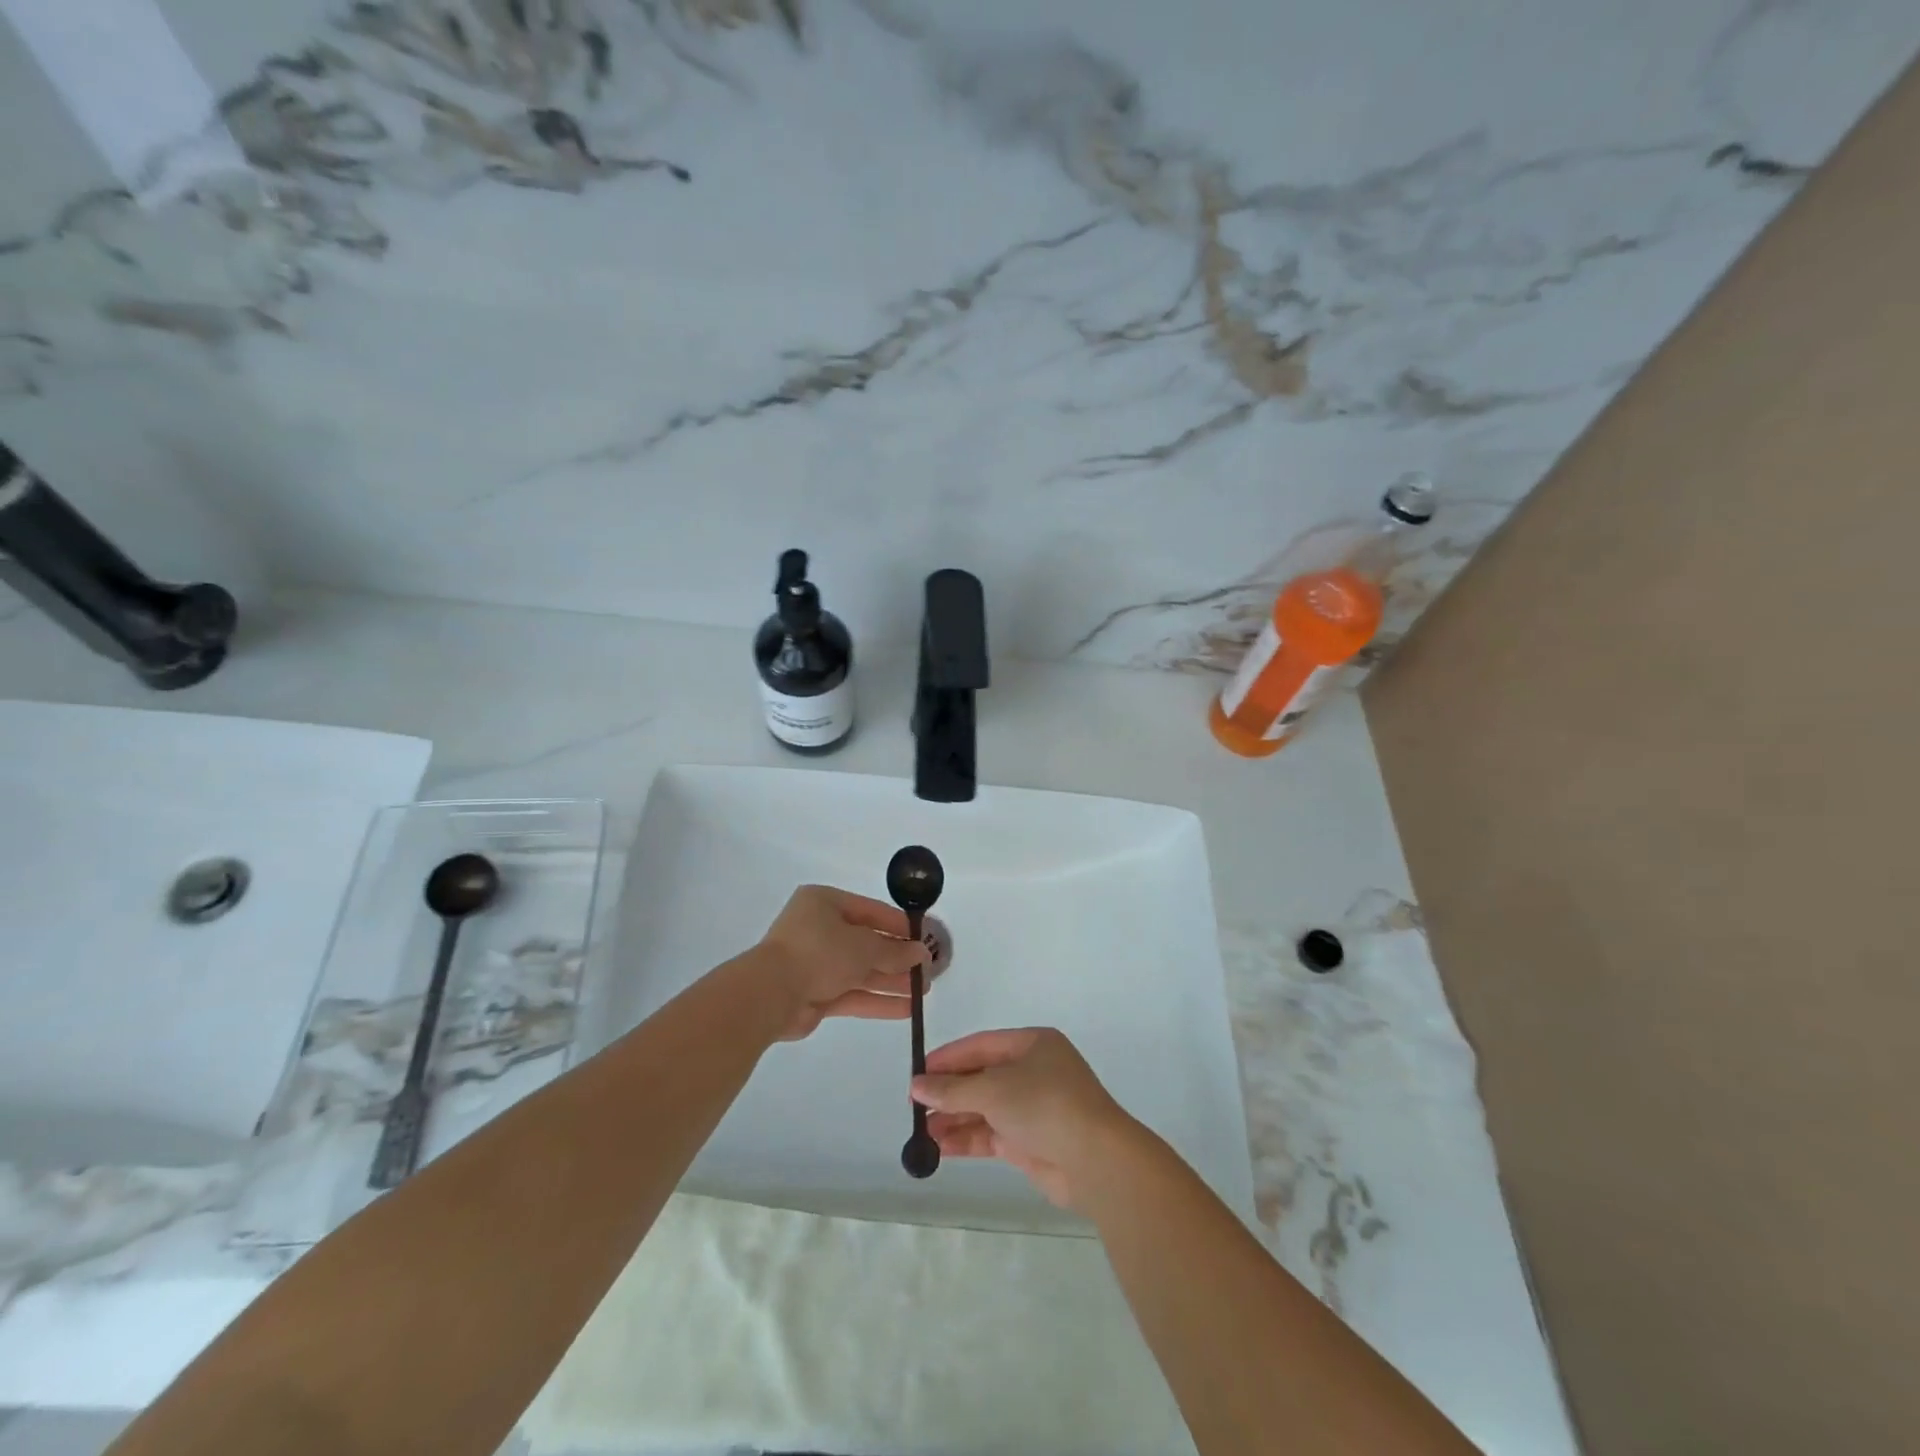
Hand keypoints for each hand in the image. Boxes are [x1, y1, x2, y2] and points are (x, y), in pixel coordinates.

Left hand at [754, 885, 930, 1040]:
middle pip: (866, 942)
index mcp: (824, 903)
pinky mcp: (814, 994)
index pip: (870, 910)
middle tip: (927, 969)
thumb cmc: (819, 952)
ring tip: (923, 992)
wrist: (770, 994)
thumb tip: (922, 954)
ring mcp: (815, 963)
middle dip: (897, 958)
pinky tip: (906, 1010)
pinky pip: (851, 994)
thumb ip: (894, 951)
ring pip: (860, 971)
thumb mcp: (864, 946)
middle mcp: (818, 929)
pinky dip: (876, 1000)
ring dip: (891, 981)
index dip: (898, 925)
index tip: (925, 938)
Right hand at [910, 1027, 1135, 1207]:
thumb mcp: (993, 1089)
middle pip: (982, 1077)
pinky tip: (940, 1147)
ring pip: (986, 1108)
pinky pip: (992, 1134)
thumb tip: (916, 1085)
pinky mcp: (1032, 1142)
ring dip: (954, 1118)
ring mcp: (1034, 1108)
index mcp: (1033, 1045)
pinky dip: (967, 1139)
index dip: (949, 1058)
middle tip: (915, 1106)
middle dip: (949, 1092)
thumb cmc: (1045, 1105)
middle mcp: (1034, 1072)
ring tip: (921, 1132)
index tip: (918, 1073)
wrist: (1095, 1160)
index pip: (982, 1045)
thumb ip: (952, 1089)